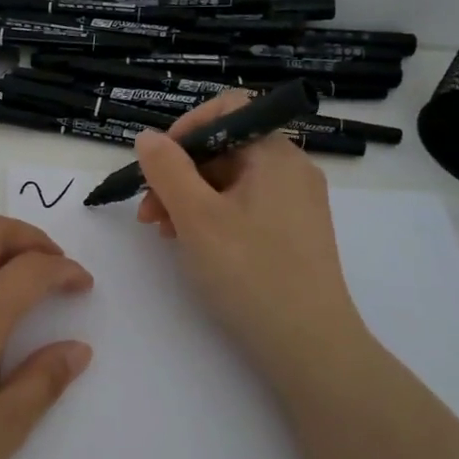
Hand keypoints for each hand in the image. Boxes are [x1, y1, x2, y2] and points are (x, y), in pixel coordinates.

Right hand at [134, 93, 375, 395]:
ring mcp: (295, 203)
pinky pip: (244, 206)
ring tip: (164, 233)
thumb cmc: (250, 274)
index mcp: (276, 155)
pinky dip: (212, 216)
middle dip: (179, 172)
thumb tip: (147, 137)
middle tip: (149, 212)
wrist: (310, 348)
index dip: (187, 127)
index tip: (158, 164)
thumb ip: (166, 169)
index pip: (229, 110)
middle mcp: (291, 170)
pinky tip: (190, 244)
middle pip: (225, 147)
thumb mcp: (196, 217)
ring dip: (189, 197)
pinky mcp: (293, 233)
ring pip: (230, 180)